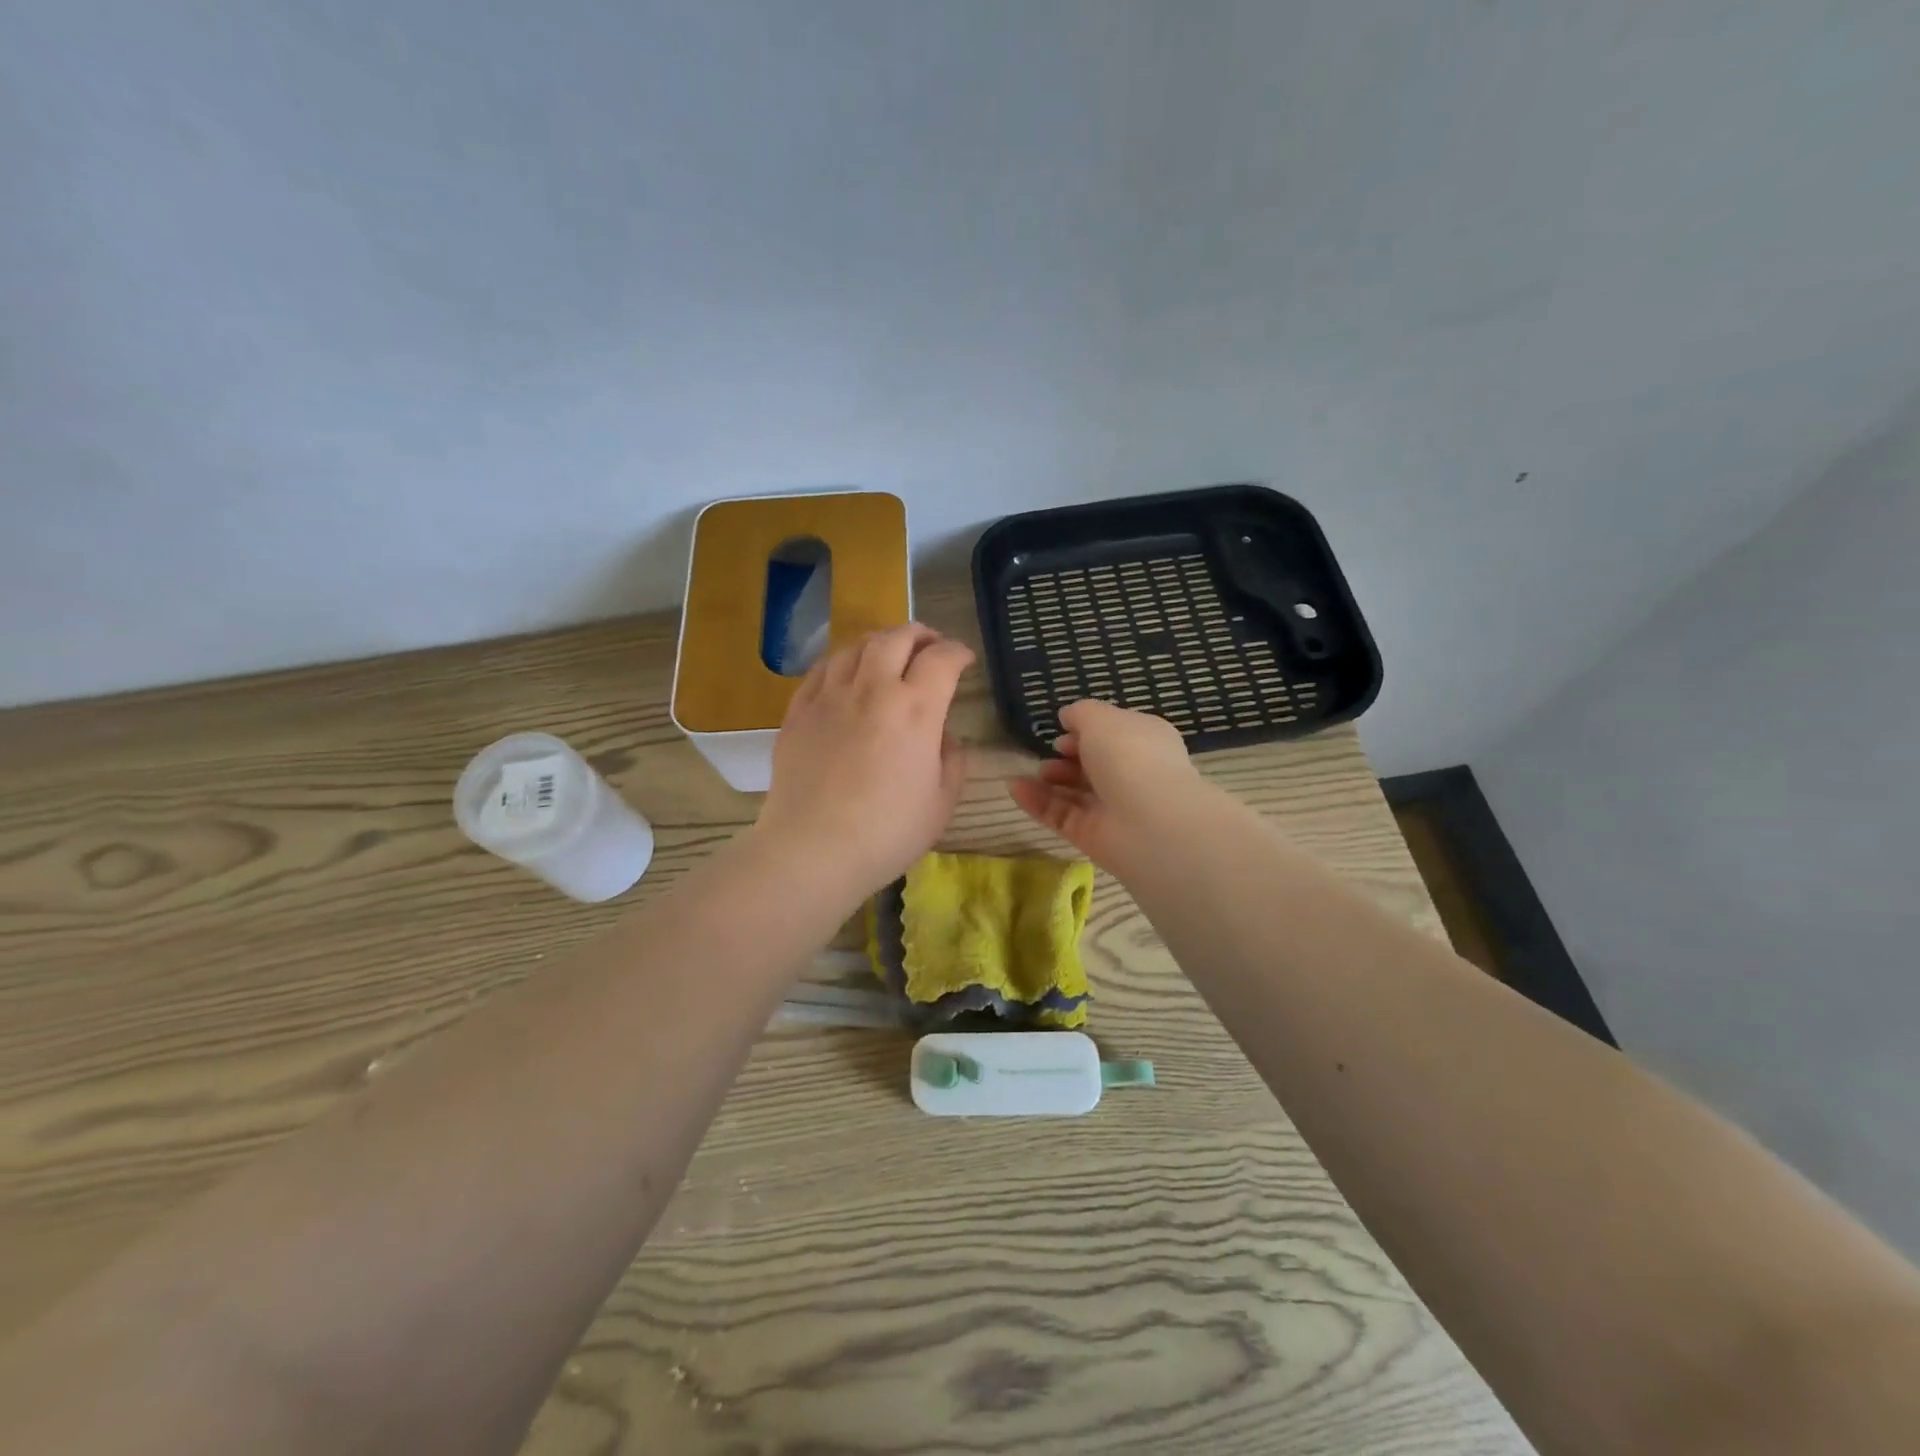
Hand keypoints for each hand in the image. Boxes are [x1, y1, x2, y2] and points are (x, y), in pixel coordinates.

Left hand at [753, 624, 973, 905]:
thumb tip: (944, 737)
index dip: (958, 652)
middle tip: (930, 646)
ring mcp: (830, 696)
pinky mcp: (798, 711)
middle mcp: (873, 689)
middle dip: (920, 635)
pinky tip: (847, 675)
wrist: (812, 850)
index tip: (965, 660)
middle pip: (896, 638)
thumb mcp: (942, 803)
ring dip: (880, 642)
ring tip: (889, 655)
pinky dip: (843, 662)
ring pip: (856, 646)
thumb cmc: (887, 833)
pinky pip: (822, 669)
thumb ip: (952, 760)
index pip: (942, 659)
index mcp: (915, 709)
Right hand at [1009, 699, 1208, 877]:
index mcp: (1144, 741)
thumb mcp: (1101, 718)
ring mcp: (1112, 808)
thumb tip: (1068, 717)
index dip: (1088, 730)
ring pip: (1075, 793)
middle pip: (1093, 765)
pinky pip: (1060, 816)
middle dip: (1068, 756)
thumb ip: (1080, 713)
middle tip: (1050, 752)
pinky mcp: (1091, 836)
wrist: (1149, 821)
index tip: (1064, 729)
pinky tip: (1015, 788)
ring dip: (1050, 780)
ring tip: (1033, 771)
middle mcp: (1131, 775)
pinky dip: (1037, 802)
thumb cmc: (1130, 756)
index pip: (1114, 734)